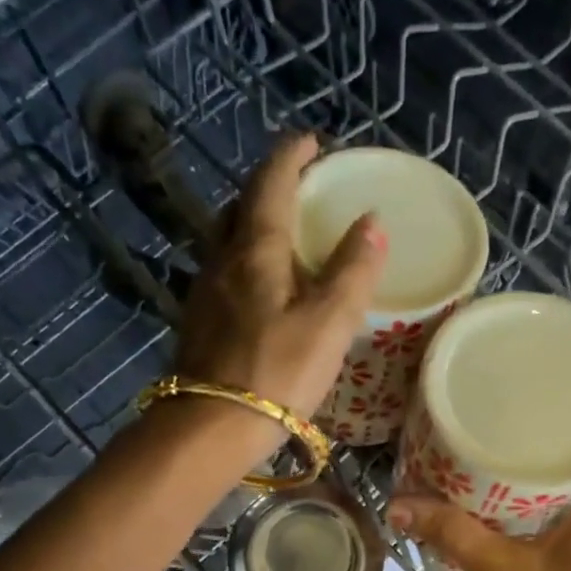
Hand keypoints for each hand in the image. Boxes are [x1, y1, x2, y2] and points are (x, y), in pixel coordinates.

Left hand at [175, 133, 386, 437]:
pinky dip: (246, 266)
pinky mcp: (199, 326)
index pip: (271, 183)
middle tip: (299, 191)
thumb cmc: (276, 373)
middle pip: (240, 208)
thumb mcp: (328, 323)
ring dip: (253, 227)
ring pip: (227, 243)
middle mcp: (221, 261)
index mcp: (255, 250)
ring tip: (284, 239)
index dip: (291, 156)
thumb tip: (371, 222)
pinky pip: (224, 277)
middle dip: (269, 188)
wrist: (209, 428)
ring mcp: (204, 294)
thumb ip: (352, 272)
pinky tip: (262, 291)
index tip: (312, 142)